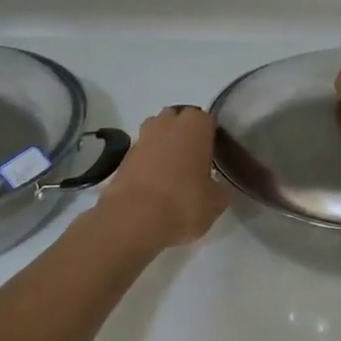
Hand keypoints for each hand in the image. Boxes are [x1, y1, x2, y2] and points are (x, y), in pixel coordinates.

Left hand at [97, 107, 227, 246]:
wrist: (133, 220)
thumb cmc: (184, 203)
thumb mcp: (216, 202)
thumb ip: (218, 187)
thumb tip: (213, 186)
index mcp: (195, 125)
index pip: (207, 120)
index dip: (210, 136)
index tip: (213, 155)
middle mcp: (166, 124)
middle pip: (177, 120)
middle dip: (184, 134)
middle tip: (193, 161)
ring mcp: (141, 139)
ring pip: (156, 134)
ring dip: (163, 147)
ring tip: (173, 174)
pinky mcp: (122, 159)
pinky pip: (141, 155)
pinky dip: (147, 165)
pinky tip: (155, 187)